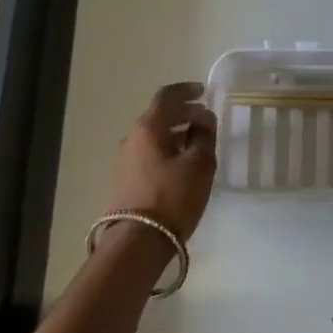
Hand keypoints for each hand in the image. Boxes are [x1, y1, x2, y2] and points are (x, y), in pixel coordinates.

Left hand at [105, 82, 217, 241]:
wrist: (137, 242)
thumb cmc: (172, 197)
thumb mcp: (200, 165)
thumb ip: (205, 138)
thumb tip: (203, 123)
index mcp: (148, 127)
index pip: (167, 96)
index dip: (187, 90)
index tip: (204, 92)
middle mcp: (132, 138)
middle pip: (160, 116)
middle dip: (185, 114)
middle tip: (207, 122)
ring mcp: (125, 160)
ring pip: (154, 136)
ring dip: (177, 134)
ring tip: (199, 144)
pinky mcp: (125, 180)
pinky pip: (150, 154)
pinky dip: (168, 150)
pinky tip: (183, 164)